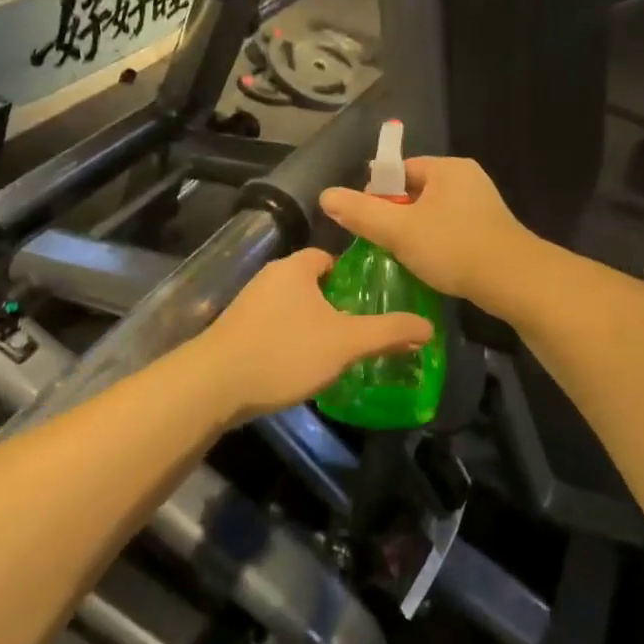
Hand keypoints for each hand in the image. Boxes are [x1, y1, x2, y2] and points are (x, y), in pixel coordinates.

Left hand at [191, 249, 434, 422]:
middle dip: (333, 303)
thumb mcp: (345, 342)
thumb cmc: (285, 352)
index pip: (327, 257)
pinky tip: (300, 366)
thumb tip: (428, 327)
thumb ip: (387, 332)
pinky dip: (289, 340)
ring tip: (334, 351)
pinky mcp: (235, 332)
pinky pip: (273, 327)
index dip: (350, 275)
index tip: (368, 299)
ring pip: (291, 307)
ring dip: (310, 324)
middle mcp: (269, 278)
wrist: (215, 386)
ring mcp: (248, 305)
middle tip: (358, 329)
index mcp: (294, 268)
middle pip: (310, 283)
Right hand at [319, 157, 536, 311]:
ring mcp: (482, 204)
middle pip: (415, 191)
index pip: (399, 170)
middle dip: (395, 216)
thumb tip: (325, 195)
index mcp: (447, 168)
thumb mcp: (400, 230)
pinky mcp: (490, 230)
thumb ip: (362, 212)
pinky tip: (430, 265)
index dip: (377, 194)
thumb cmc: (454, 248)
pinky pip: (451, 229)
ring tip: (402, 257)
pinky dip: (436, 244)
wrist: (515, 281)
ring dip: (415, 232)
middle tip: (382, 244)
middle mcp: (467, 178)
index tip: (367, 223)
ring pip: (432, 213)